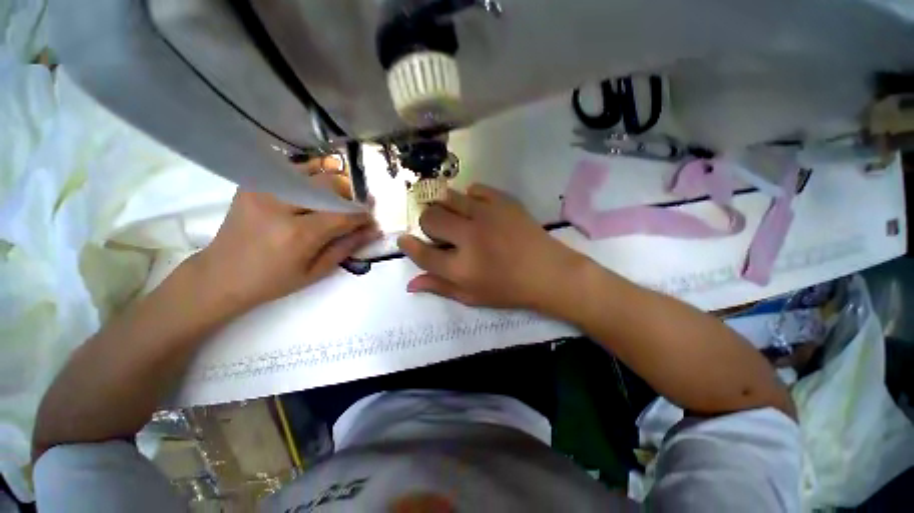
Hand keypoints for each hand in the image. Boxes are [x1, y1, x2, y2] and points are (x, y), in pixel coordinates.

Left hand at [193, 160, 377, 312]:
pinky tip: (314, 192)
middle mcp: (280, 205)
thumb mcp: (316, 272)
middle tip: (355, 209)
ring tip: (335, 200)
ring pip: (313, 171)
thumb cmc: (272, 281)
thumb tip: (373, 230)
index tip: (372, 218)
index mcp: (297, 234)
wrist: (220, 275)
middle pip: (330, 185)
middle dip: (350, 196)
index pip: (343, 215)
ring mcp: (263, 189)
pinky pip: (291, 171)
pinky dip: (310, 177)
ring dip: (331, 185)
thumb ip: (347, 247)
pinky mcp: (253, 183)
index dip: (362, 215)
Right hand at [397, 184, 585, 310]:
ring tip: (456, 218)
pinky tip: (477, 210)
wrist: (549, 273)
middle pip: (430, 218)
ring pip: (448, 197)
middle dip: (428, 225)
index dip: (409, 246)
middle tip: (440, 233)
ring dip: (444, 208)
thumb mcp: (472, 297)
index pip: (422, 253)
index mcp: (461, 268)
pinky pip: (474, 189)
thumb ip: (440, 288)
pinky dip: (469, 198)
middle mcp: (470, 237)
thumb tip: (410, 283)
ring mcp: (487, 215)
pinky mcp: (503, 201)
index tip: (404, 240)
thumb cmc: (509, 290)